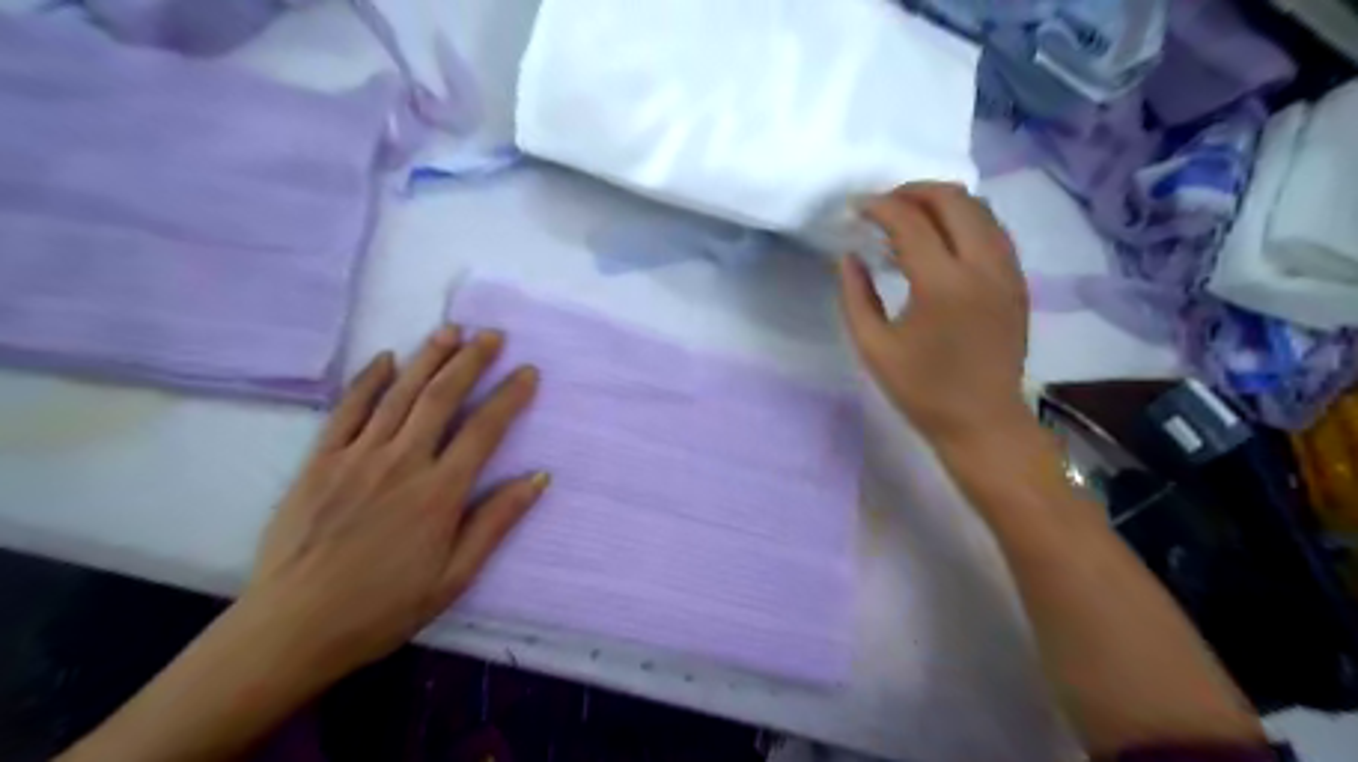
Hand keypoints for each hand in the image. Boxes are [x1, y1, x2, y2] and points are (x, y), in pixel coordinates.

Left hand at [246, 324, 545, 676]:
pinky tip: (385, 358)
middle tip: (492, 335)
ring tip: (451, 331)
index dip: (510, 396)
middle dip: (471, 361)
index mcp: (440, 492)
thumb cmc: (384, 608)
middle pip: (442, 397)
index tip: (528, 372)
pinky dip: (368, 380)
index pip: (484, 430)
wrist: (293, 628)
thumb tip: (538, 478)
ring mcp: (357, 457)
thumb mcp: (455, 577)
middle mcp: (402, 462)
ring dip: (428, 358)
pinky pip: (347, 409)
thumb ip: (496, 522)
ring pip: (399, 394)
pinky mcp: (320, 461)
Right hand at [841, 183, 1029, 442]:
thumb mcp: (873, 347)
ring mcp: (1007, 271)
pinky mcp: (1018, 281)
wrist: (982, 421)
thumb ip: (855, 295)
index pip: (910, 222)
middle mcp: (982, 266)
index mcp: (942, 285)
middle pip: (953, 200)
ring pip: (980, 208)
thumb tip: (848, 255)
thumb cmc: (921, 390)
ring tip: (909, 216)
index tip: (855, 208)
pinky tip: (940, 238)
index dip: (879, 206)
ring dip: (941, 201)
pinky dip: (963, 220)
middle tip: (882, 205)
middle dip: (913, 191)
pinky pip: (993, 229)